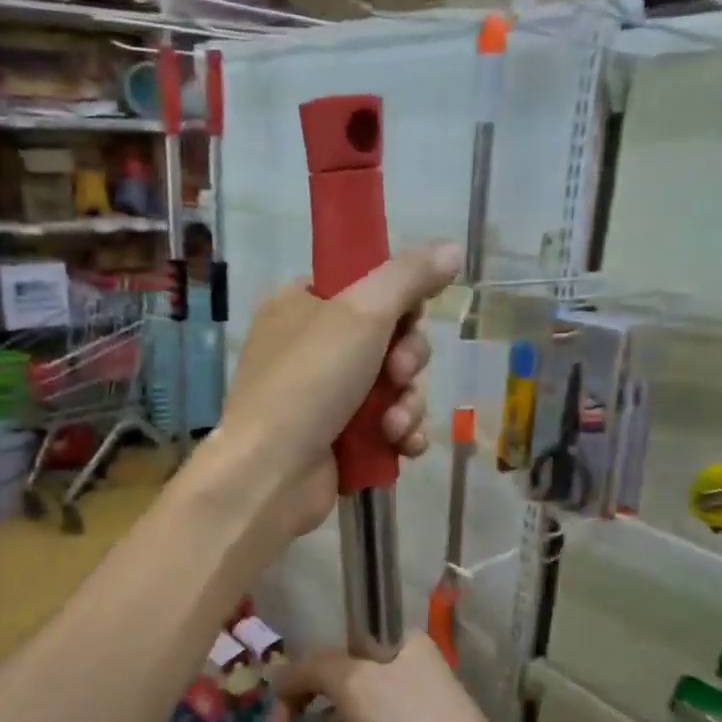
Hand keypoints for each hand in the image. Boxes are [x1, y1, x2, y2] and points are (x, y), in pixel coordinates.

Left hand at [215, 243, 461, 540]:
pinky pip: (385, 426)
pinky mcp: (336, 439)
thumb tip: (451, 248)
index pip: (364, 287)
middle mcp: (309, 348)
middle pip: (387, 339)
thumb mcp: (361, 313)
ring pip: (392, 387)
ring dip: (407, 404)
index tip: (410, 318)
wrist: (270, 473)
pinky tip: (404, 446)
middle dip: (407, 361)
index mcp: (301, 305)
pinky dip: (400, 434)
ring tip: (394, 426)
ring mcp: (321, 397)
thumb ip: (408, 277)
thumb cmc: (309, 381)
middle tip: (398, 375)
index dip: (398, 303)